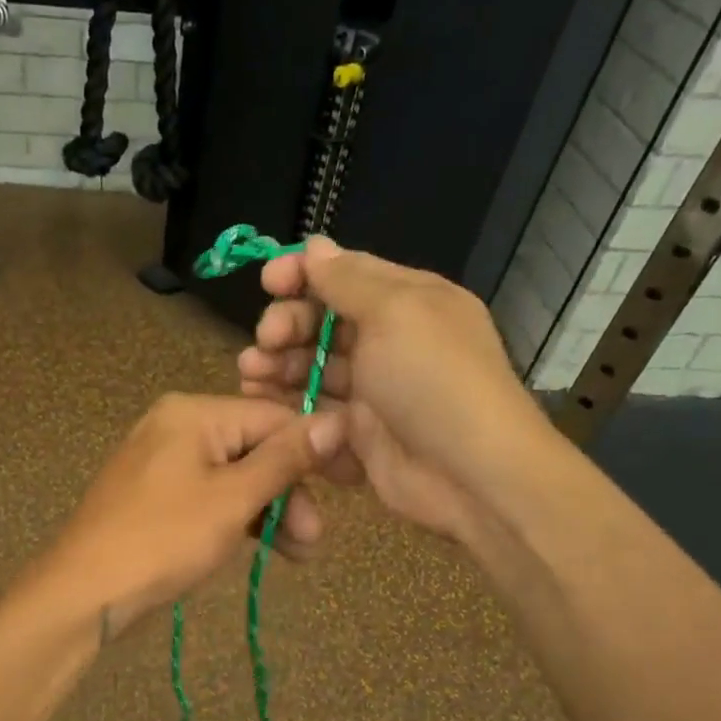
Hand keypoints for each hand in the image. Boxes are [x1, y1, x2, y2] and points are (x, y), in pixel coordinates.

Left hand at [42, 393, 344, 636]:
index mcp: (192, 413)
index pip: (273, 417)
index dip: (316, 449)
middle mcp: (177, 427)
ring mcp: (164, 463)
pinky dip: (239, 519)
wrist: (84, 593)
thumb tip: (338, 420)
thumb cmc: (163, 539)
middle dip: (290, 493)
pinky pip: (212, 497)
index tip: (352, 484)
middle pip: (255, 448)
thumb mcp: (232, 499)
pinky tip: (266, 547)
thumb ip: (285, 459)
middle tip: (313, 538)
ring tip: (299, 554)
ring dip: (270, 512)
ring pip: (236, 478)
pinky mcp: (158, 497)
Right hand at [236, 236, 554, 543]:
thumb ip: (348, 280)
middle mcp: (389, 342)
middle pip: (322, 323)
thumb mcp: (396, 313)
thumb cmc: (433, 380)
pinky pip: (315, 413)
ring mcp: (373, 391)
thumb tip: (315, 245)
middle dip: (287, 325)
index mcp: (408, 302)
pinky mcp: (358, 435)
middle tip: (266, 341)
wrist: (469, 475)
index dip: (303, 274)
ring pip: (313, 369)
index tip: (267, 281)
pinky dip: (289, 408)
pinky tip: (265, 408)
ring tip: (251, 374)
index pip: (346, 275)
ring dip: (278, 367)